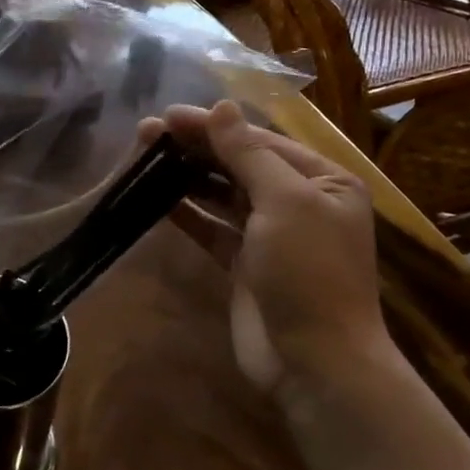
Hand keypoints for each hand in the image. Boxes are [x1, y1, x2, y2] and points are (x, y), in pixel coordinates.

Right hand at [151, 101, 388, 397]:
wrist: (315, 362)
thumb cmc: (309, 273)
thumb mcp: (285, 203)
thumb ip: (249, 154)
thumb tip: (223, 107)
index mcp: (323, 180)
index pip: (260, 141)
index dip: (213, 126)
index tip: (168, 115)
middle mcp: (300, 202)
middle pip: (239, 164)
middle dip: (196, 147)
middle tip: (148, 132)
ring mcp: (271, 235)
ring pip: (223, 194)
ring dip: (187, 175)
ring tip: (146, 157)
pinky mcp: (244, 264)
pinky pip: (212, 227)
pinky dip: (188, 212)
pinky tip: (158, 197)